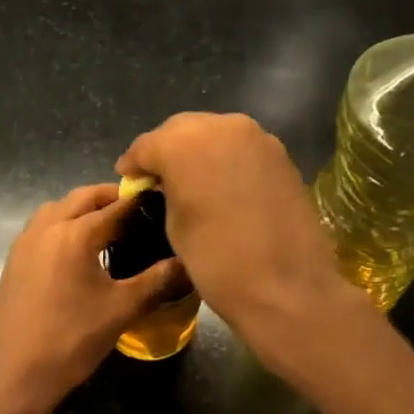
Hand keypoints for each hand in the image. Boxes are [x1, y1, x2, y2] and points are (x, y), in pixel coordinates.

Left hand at [0, 183, 184, 411]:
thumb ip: (157, 281)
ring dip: (82, 209)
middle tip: (137, 211)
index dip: (141, 203)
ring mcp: (24, 243)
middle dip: (110, 198)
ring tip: (108, 228)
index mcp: (74, 234)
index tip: (162, 202)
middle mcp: (46, 228)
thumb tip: (188, 264)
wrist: (16, 373)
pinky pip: (42, 228)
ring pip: (57, 209)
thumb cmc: (72, 339)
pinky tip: (79, 252)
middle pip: (82, 198)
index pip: (115, 207)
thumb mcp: (122, 309)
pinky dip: (63, 225)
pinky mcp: (14, 261)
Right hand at [116, 112, 355, 344]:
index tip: (128, 180)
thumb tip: (168, 184)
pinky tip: (222, 186)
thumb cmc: (217, 262)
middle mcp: (221, 126)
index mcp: (184, 143)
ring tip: (191, 182)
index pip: (147, 145)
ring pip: (215, 134)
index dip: (134, 164)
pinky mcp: (281, 155)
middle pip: (182, 130)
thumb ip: (167, 192)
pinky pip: (242, 149)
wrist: (286, 287)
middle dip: (167, 151)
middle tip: (158, 179)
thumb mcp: (174, 226)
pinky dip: (227, 161)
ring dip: (199, 153)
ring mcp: (257, 137)